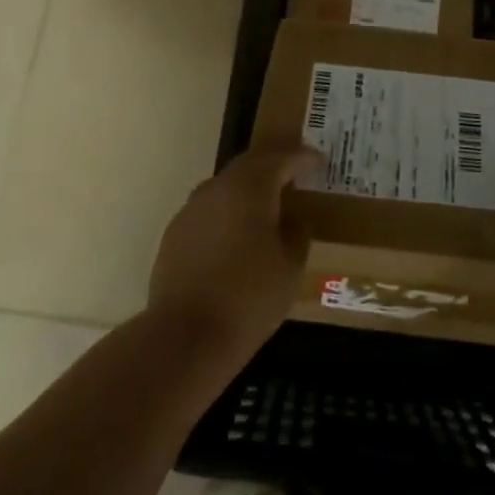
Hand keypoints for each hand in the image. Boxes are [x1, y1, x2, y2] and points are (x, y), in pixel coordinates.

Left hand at [146, 146, 316, 368]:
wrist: (185, 337)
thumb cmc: (249, 297)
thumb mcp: (291, 266)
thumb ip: (296, 233)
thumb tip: (293, 219)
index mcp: (250, 187)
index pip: (281, 158)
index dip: (303, 157)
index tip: (319, 160)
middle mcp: (217, 188)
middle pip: (250, 164)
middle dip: (274, 164)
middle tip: (296, 170)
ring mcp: (191, 210)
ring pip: (227, 186)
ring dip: (249, 187)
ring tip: (269, 202)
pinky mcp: (174, 234)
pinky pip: (209, 210)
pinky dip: (229, 211)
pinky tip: (237, 233)